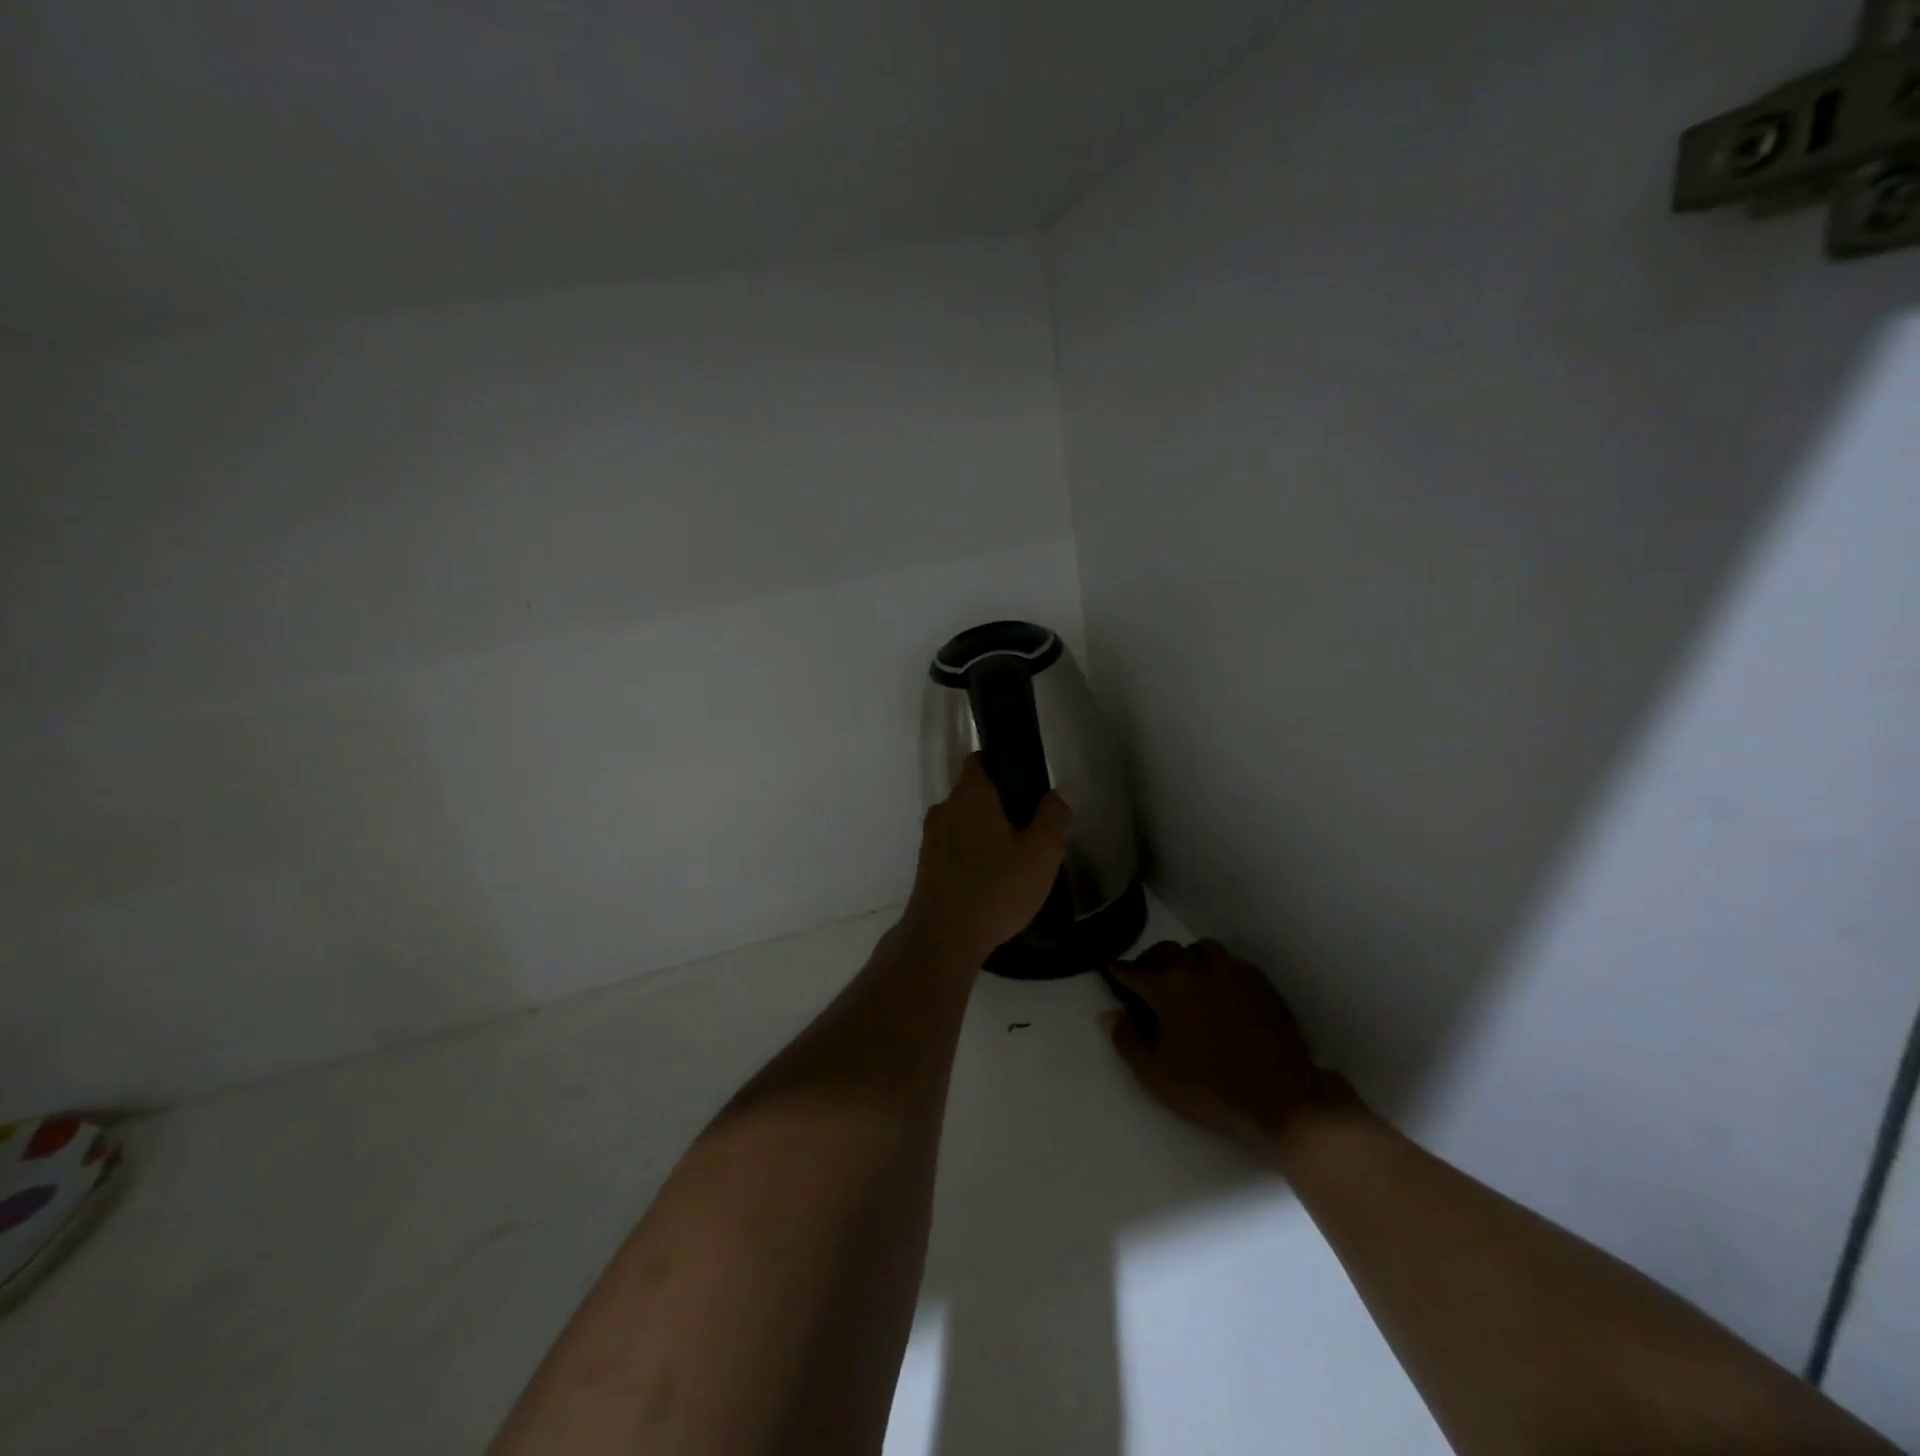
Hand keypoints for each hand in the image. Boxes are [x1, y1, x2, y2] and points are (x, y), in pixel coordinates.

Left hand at [907, 755, 1071, 960]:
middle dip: (1000, 805)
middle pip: (974, 793)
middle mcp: (944, 808)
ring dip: (985, 832)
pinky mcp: (926, 865)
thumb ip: (1053, 818)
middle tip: (1030, 829)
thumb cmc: (996, 888)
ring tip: (1013, 859)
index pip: (980, 760)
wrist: (944, 938)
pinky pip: (954, 847)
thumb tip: (1055, 796)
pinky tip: (991, 879)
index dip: (1004, 767)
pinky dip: (971, 854)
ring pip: (964, 822)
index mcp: (970, 794)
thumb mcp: (1042, 854)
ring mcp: (931, 838)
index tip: (1026, 788)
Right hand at [1105, 940, 1327, 1154]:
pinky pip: (1233, 962)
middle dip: (1151, 959)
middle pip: (1167, 951)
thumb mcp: (1155, 1075)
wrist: (1280, 1098)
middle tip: (1147, 975)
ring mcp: (1232, 973)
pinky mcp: (1261, 983)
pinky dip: (1220, 968)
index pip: (1134, 971)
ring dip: (1189, 958)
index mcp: (1167, 988)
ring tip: (1187, 974)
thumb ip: (1127, 1040)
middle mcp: (1197, 970)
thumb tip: (1109, 1014)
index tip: (1112, 970)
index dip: (1119, 971)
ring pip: (1203, 949)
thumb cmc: (1210, 1089)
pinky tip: (1221, 986)